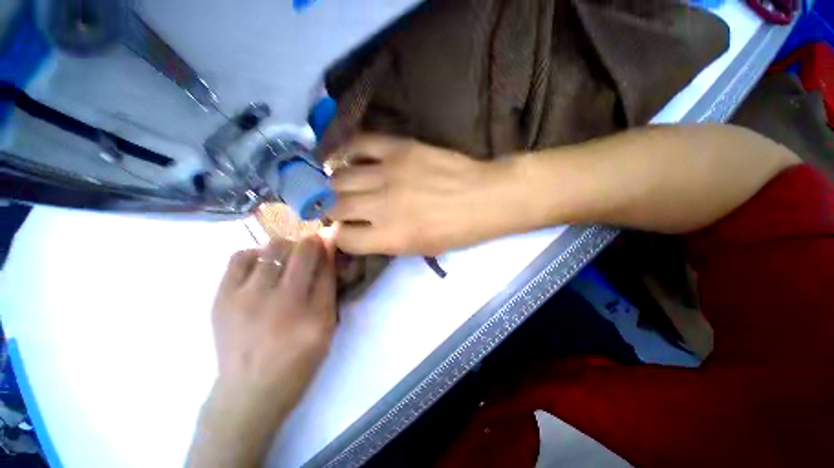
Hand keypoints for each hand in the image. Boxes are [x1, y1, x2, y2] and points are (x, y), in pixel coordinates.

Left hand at [211, 235, 335, 408]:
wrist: (248, 391)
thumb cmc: (298, 361)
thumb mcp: (326, 328)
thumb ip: (328, 287)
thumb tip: (328, 251)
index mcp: (311, 314)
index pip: (324, 263)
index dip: (327, 247)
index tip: (327, 243)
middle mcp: (278, 302)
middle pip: (299, 249)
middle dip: (309, 245)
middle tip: (307, 255)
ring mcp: (245, 298)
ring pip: (272, 248)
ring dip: (285, 249)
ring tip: (284, 263)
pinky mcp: (221, 298)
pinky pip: (241, 256)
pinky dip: (256, 255)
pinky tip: (261, 269)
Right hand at [328, 135, 521, 255]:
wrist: (484, 197)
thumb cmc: (456, 231)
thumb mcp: (419, 249)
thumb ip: (384, 242)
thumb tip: (357, 231)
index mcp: (390, 237)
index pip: (343, 239)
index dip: (340, 237)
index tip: (343, 231)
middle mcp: (381, 206)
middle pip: (334, 206)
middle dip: (330, 210)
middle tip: (336, 208)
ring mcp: (388, 173)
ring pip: (339, 177)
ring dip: (335, 184)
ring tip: (340, 185)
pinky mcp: (399, 148)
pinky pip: (360, 144)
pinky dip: (348, 152)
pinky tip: (349, 159)